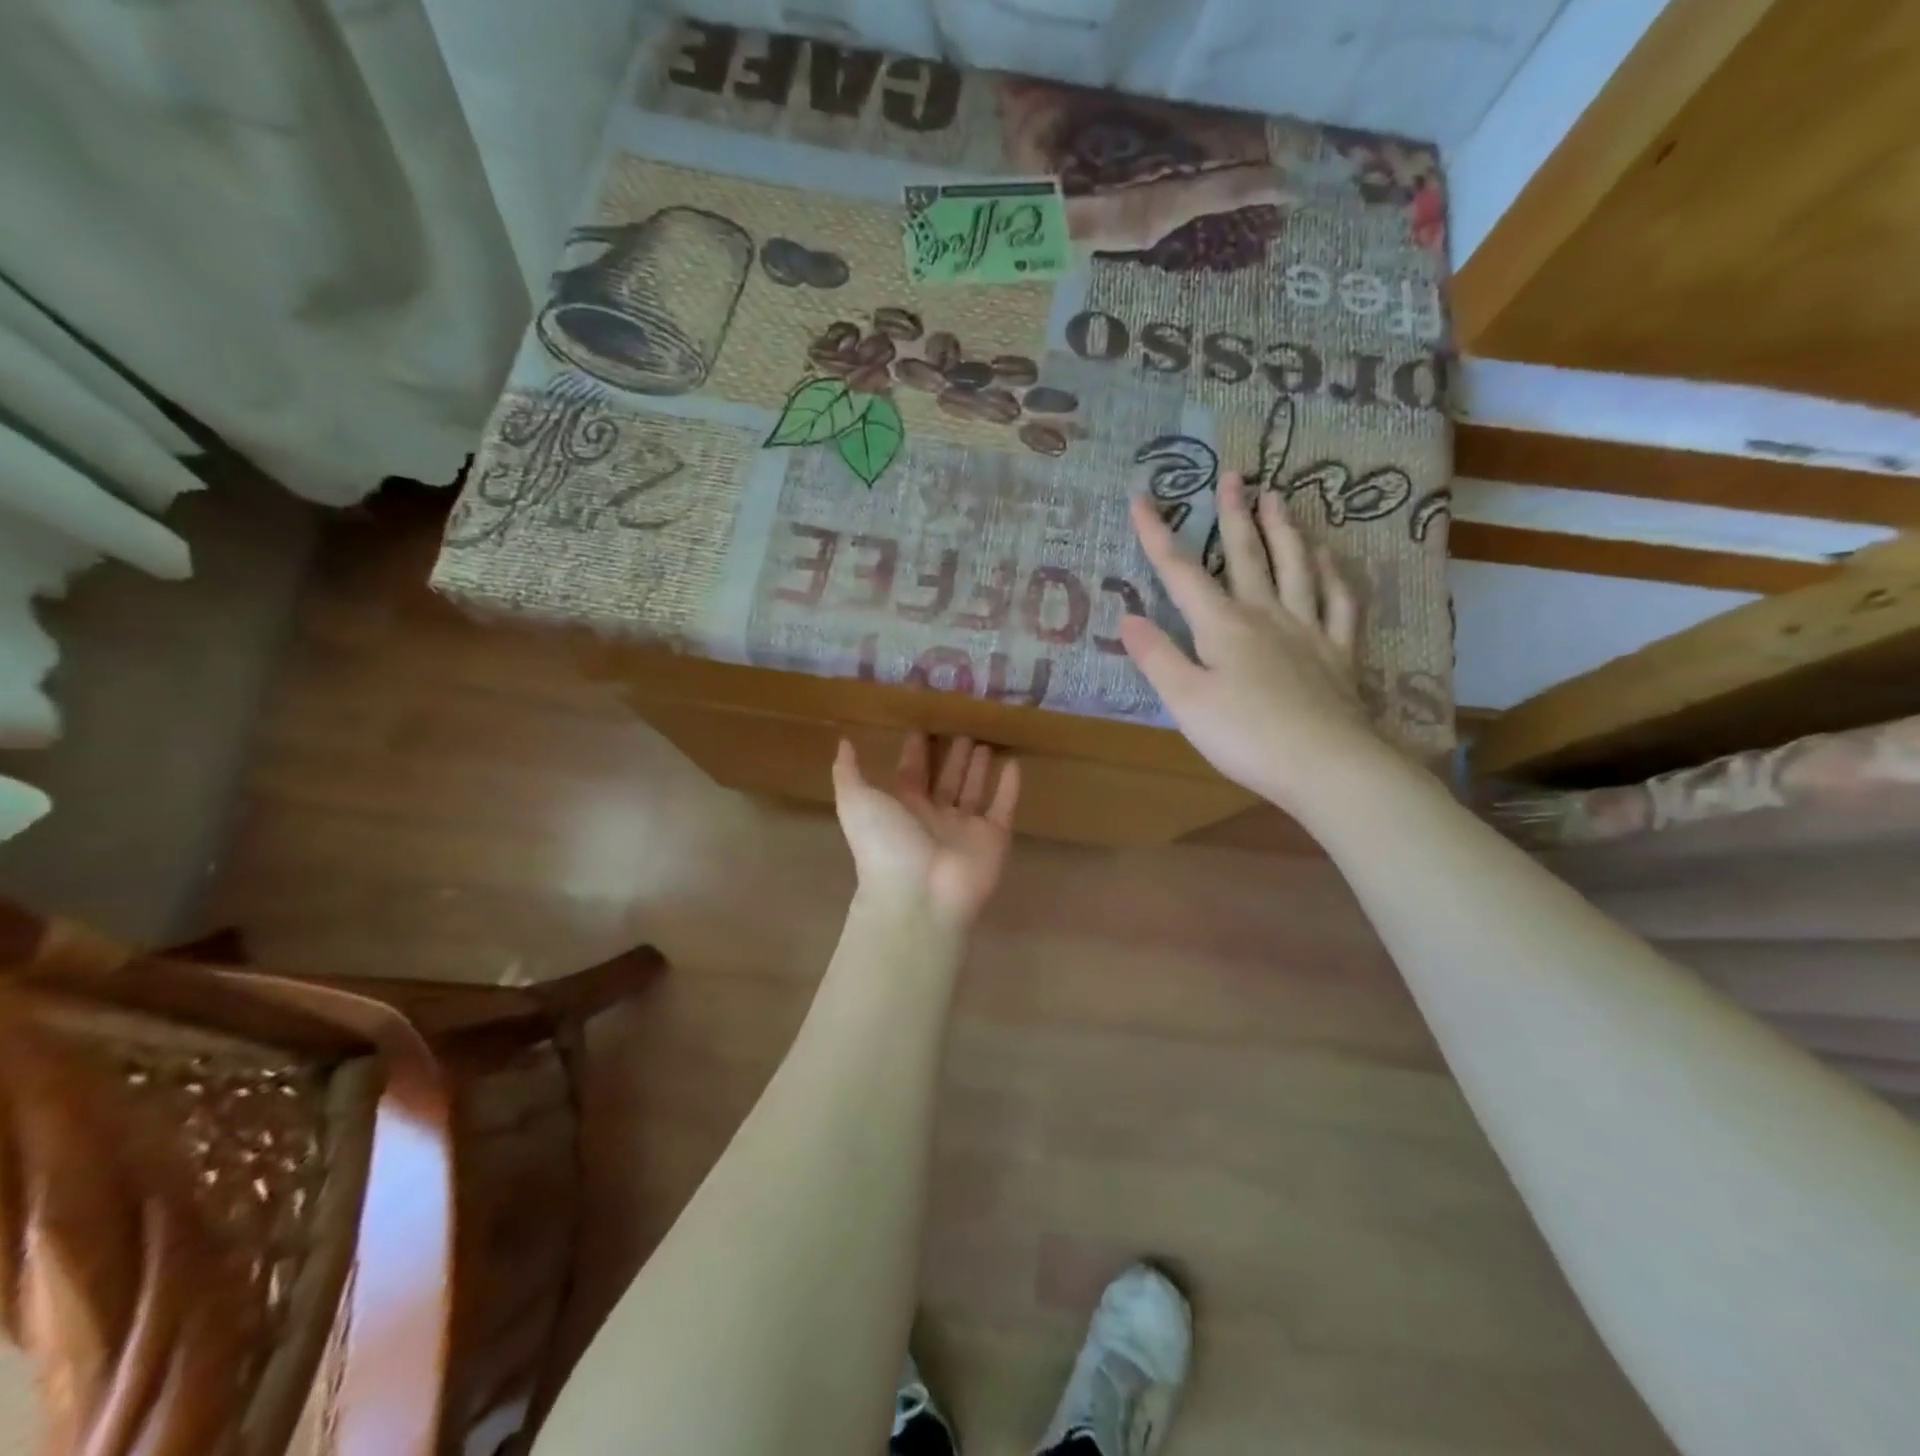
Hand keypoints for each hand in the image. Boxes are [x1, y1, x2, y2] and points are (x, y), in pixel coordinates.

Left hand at [832, 734, 1019, 930]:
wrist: (919, 896)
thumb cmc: (885, 844)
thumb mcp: (856, 802)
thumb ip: (848, 772)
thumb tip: (844, 743)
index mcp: (902, 808)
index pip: (911, 773)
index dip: (916, 750)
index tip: (924, 724)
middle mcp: (934, 817)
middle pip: (946, 780)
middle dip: (953, 755)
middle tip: (963, 726)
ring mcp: (965, 829)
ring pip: (974, 791)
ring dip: (979, 767)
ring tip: (986, 740)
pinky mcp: (994, 839)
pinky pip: (1003, 808)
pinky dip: (1010, 788)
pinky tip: (1014, 764)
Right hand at [1119, 471, 1385, 811]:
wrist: (1326, 765)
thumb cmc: (1245, 736)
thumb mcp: (1185, 701)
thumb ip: (1156, 657)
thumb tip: (1128, 617)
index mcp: (1223, 625)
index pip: (1182, 573)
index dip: (1158, 536)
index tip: (1141, 499)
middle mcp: (1266, 615)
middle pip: (1247, 556)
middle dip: (1234, 515)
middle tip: (1233, 475)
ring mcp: (1308, 631)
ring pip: (1297, 567)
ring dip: (1285, 530)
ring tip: (1278, 497)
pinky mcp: (1339, 653)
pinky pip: (1340, 603)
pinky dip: (1335, 575)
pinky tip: (1331, 558)